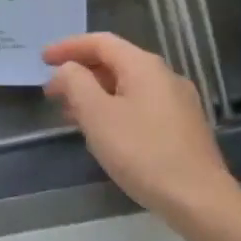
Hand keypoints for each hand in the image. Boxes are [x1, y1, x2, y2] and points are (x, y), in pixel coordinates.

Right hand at [43, 33, 240, 221]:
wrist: (198, 199)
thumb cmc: (142, 152)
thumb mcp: (98, 115)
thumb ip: (76, 84)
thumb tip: (67, 69)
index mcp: (144, 66)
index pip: (100, 42)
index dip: (68, 47)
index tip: (42, 60)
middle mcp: (165, 76)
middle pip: (115, 62)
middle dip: (80, 73)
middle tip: (52, 92)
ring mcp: (178, 102)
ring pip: (128, 86)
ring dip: (95, 94)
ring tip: (70, 114)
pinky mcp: (182, 127)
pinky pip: (140, 105)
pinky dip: (114, 109)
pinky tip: (103, 132)